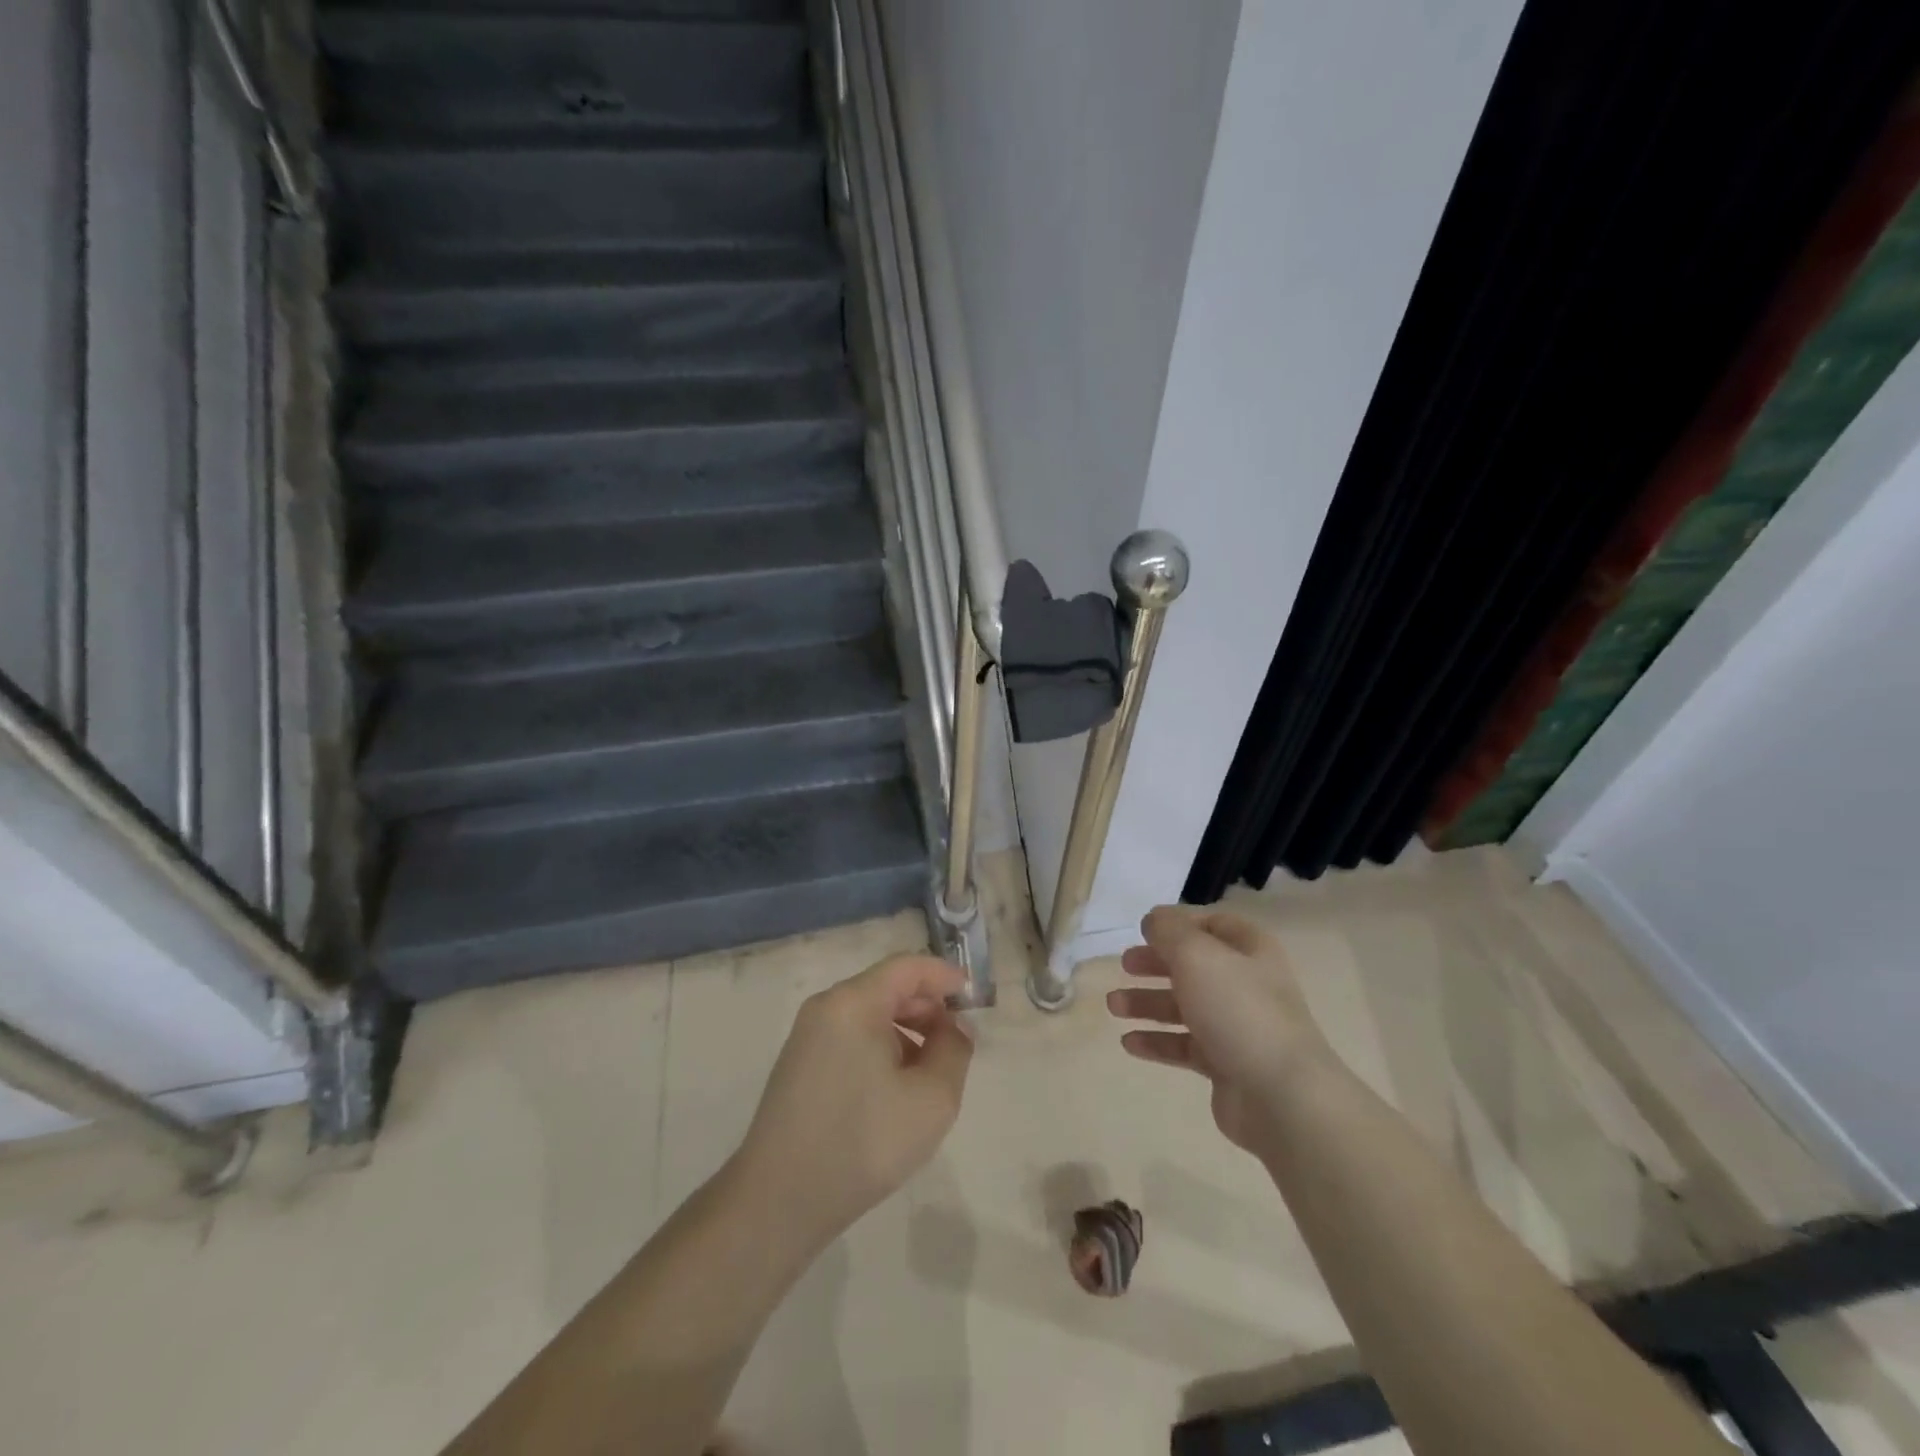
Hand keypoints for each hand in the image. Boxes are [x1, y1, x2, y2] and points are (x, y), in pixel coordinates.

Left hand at [732, 956, 974, 1252]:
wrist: (779, 1201)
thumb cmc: (863, 1142)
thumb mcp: (932, 1099)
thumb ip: (954, 1050)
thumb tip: (953, 1027)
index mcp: (853, 1002)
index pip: (907, 966)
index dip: (945, 975)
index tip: (974, 997)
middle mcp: (826, 1007)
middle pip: (887, 987)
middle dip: (927, 1006)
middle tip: (957, 1040)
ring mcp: (807, 1035)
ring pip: (869, 1013)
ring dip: (907, 1029)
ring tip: (930, 1070)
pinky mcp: (799, 1063)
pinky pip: (850, 1036)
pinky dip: (881, 1046)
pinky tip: (896, 1087)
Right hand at [1107, 906, 1331, 1156]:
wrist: (1282, 1096)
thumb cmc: (1238, 1010)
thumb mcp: (1197, 955)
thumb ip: (1169, 931)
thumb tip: (1154, 920)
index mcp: (1250, 951)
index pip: (1214, 925)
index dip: (1180, 924)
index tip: (1145, 930)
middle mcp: (1247, 984)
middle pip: (1194, 966)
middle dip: (1156, 964)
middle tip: (1124, 965)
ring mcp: (1238, 1027)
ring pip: (1185, 1007)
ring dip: (1148, 1003)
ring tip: (1114, 1006)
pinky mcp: (1227, 1065)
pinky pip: (1185, 1046)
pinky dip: (1157, 1042)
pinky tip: (1129, 1043)